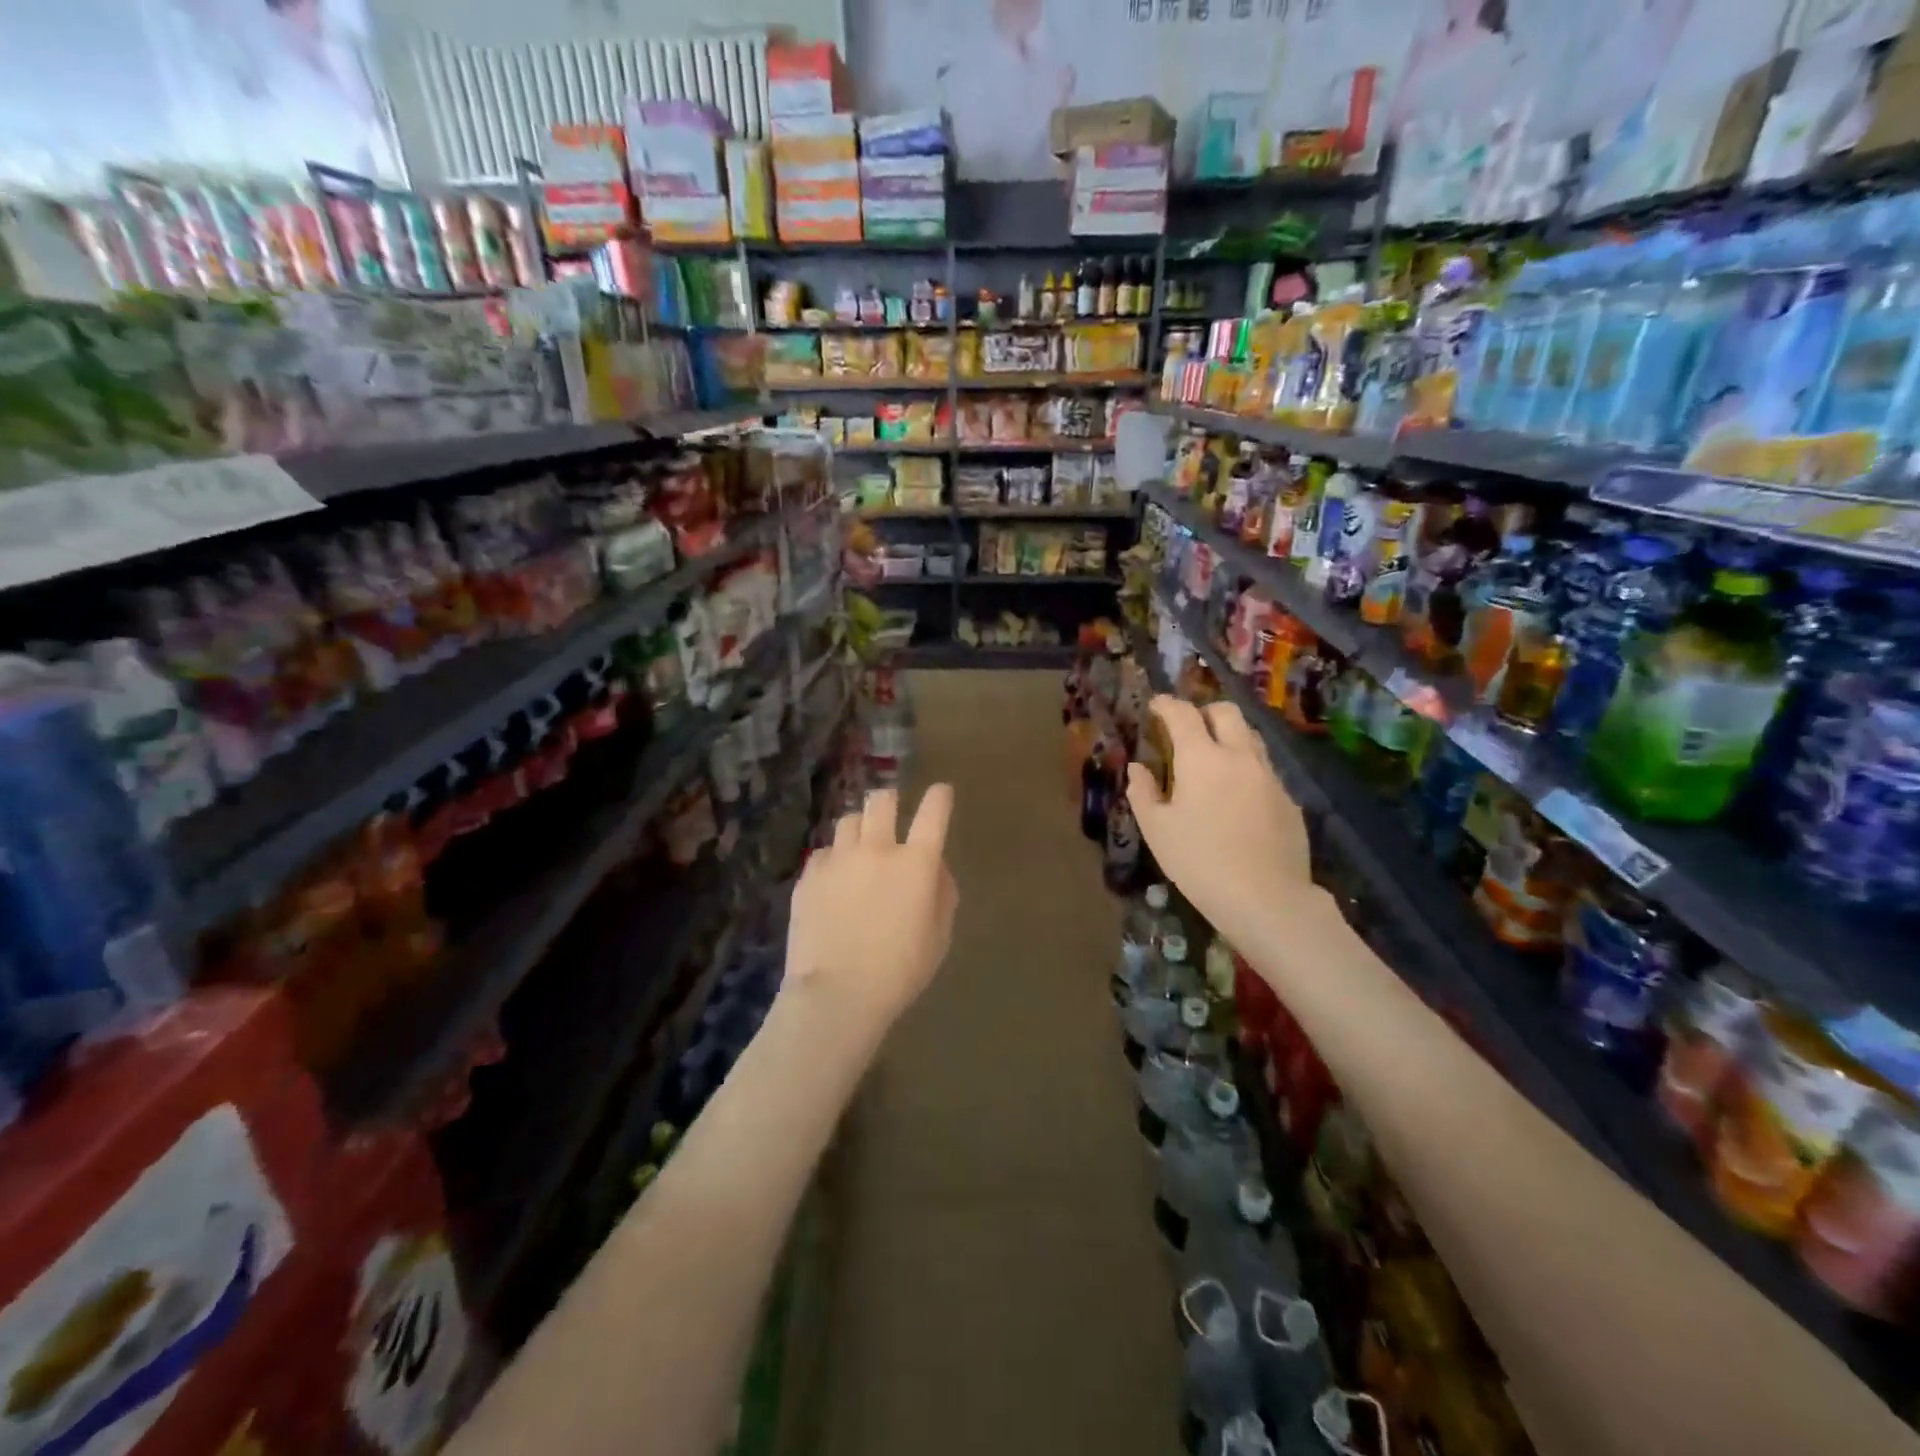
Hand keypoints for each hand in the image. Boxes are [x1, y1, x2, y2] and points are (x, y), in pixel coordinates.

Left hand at [782, 785, 958, 1037]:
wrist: (838, 994)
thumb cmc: (900, 972)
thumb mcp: (939, 937)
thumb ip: (941, 893)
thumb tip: (933, 868)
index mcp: (917, 863)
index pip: (934, 812)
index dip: (940, 796)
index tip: (941, 793)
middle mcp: (877, 849)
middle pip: (882, 800)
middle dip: (889, 802)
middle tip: (890, 816)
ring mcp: (839, 859)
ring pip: (849, 820)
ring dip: (859, 829)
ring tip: (858, 850)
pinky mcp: (809, 875)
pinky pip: (824, 852)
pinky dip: (833, 859)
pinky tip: (833, 882)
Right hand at [1126, 697, 1309, 946]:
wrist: (1266, 899)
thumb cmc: (1199, 862)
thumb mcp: (1157, 830)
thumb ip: (1143, 793)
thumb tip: (1137, 768)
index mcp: (1202, 758)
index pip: (1183, 714)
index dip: (1166, 704)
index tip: (1156, 705)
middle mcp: (1239, 756)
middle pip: (1226, 712)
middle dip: (1204, 711)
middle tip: (1187, 728)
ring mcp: (1270, 776)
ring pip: (1251, 737)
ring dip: (1229, 736)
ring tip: (1213, 759)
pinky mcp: (1289, 799)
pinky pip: (1264, 769)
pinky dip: (1246, 769)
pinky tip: (1236, 798)